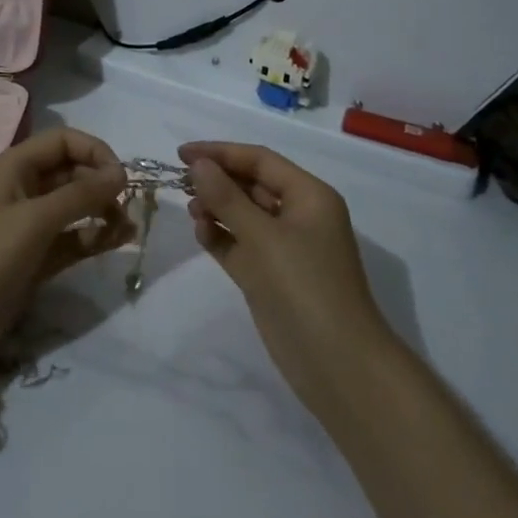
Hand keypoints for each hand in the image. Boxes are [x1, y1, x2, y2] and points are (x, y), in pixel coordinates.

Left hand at [0, 128, 130, 371]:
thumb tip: (121, 173)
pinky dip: (93, 236)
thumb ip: (81, 194)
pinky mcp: (37, 253)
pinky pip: (73, 235)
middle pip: (73, 171)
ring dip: (102, 212)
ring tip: (126, 231)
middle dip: (102, 185)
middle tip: (126, 209)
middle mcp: (24, 187)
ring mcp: (30, 222)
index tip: (121, 178)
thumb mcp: (36, 220)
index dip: (95, 152)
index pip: (64, 141)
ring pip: (75, 205)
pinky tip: (115, 243)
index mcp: (15, 166)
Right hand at [179, 142, 394, 415]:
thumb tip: (199, 164)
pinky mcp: (272, 277)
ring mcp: (286, 249)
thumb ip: (227, 198)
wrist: (337, 365)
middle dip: (218, 180)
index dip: (221, 152)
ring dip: (217, 208)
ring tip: (191, 211)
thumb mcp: (262, 237)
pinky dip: (222, 237)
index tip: (181, 154)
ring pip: (245, 215)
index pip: (260, 161)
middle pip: (252, 185)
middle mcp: (299, 216)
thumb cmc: (304, 286)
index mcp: (309, 196)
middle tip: (181, 182)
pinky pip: (241, 245)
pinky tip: (201, 234)